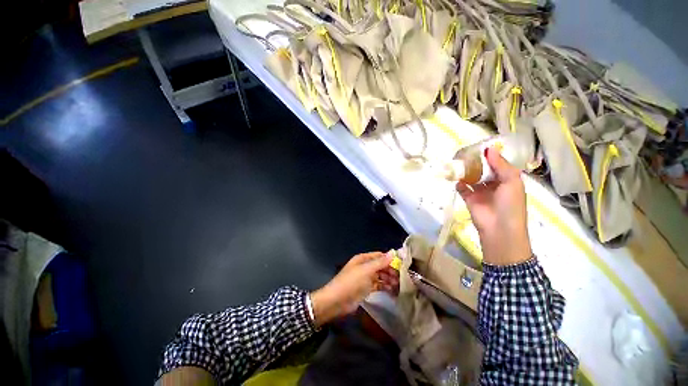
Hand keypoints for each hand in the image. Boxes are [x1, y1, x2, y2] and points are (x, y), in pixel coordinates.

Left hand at [310, 252, 398, 326]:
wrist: (337, 301)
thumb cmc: (351, 282)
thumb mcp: (366, 270)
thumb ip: (380, 262)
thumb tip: (393, 252)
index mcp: (363, 259)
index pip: (380, 256)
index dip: (390, 259)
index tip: (403, 264)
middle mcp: (365, 266)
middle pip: (381, 266)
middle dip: (391, 271)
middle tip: (403, 278)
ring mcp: (366, 278)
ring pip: (381, 276)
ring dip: (390, 279)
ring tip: (400, 285)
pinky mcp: (366, 288)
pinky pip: (378, 285)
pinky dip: (385, 287)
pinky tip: (394, 291)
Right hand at [456, 147, 531, 265]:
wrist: (499, 229)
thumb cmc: (510, 204)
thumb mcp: (512, 182)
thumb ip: (500, 165)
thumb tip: (489, 149)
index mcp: (507, 179)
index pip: (497, 164)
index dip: (489, 156)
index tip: (479, 147)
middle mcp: (493, 184)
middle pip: (482, 170)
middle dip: (475, 163)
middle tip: (464, 153)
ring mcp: (480, 192)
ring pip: (471, 178)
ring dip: (466, 172)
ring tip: (457, 163)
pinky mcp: (469, 199)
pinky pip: (462, 188)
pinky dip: (459, 184)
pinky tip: (457, 179)